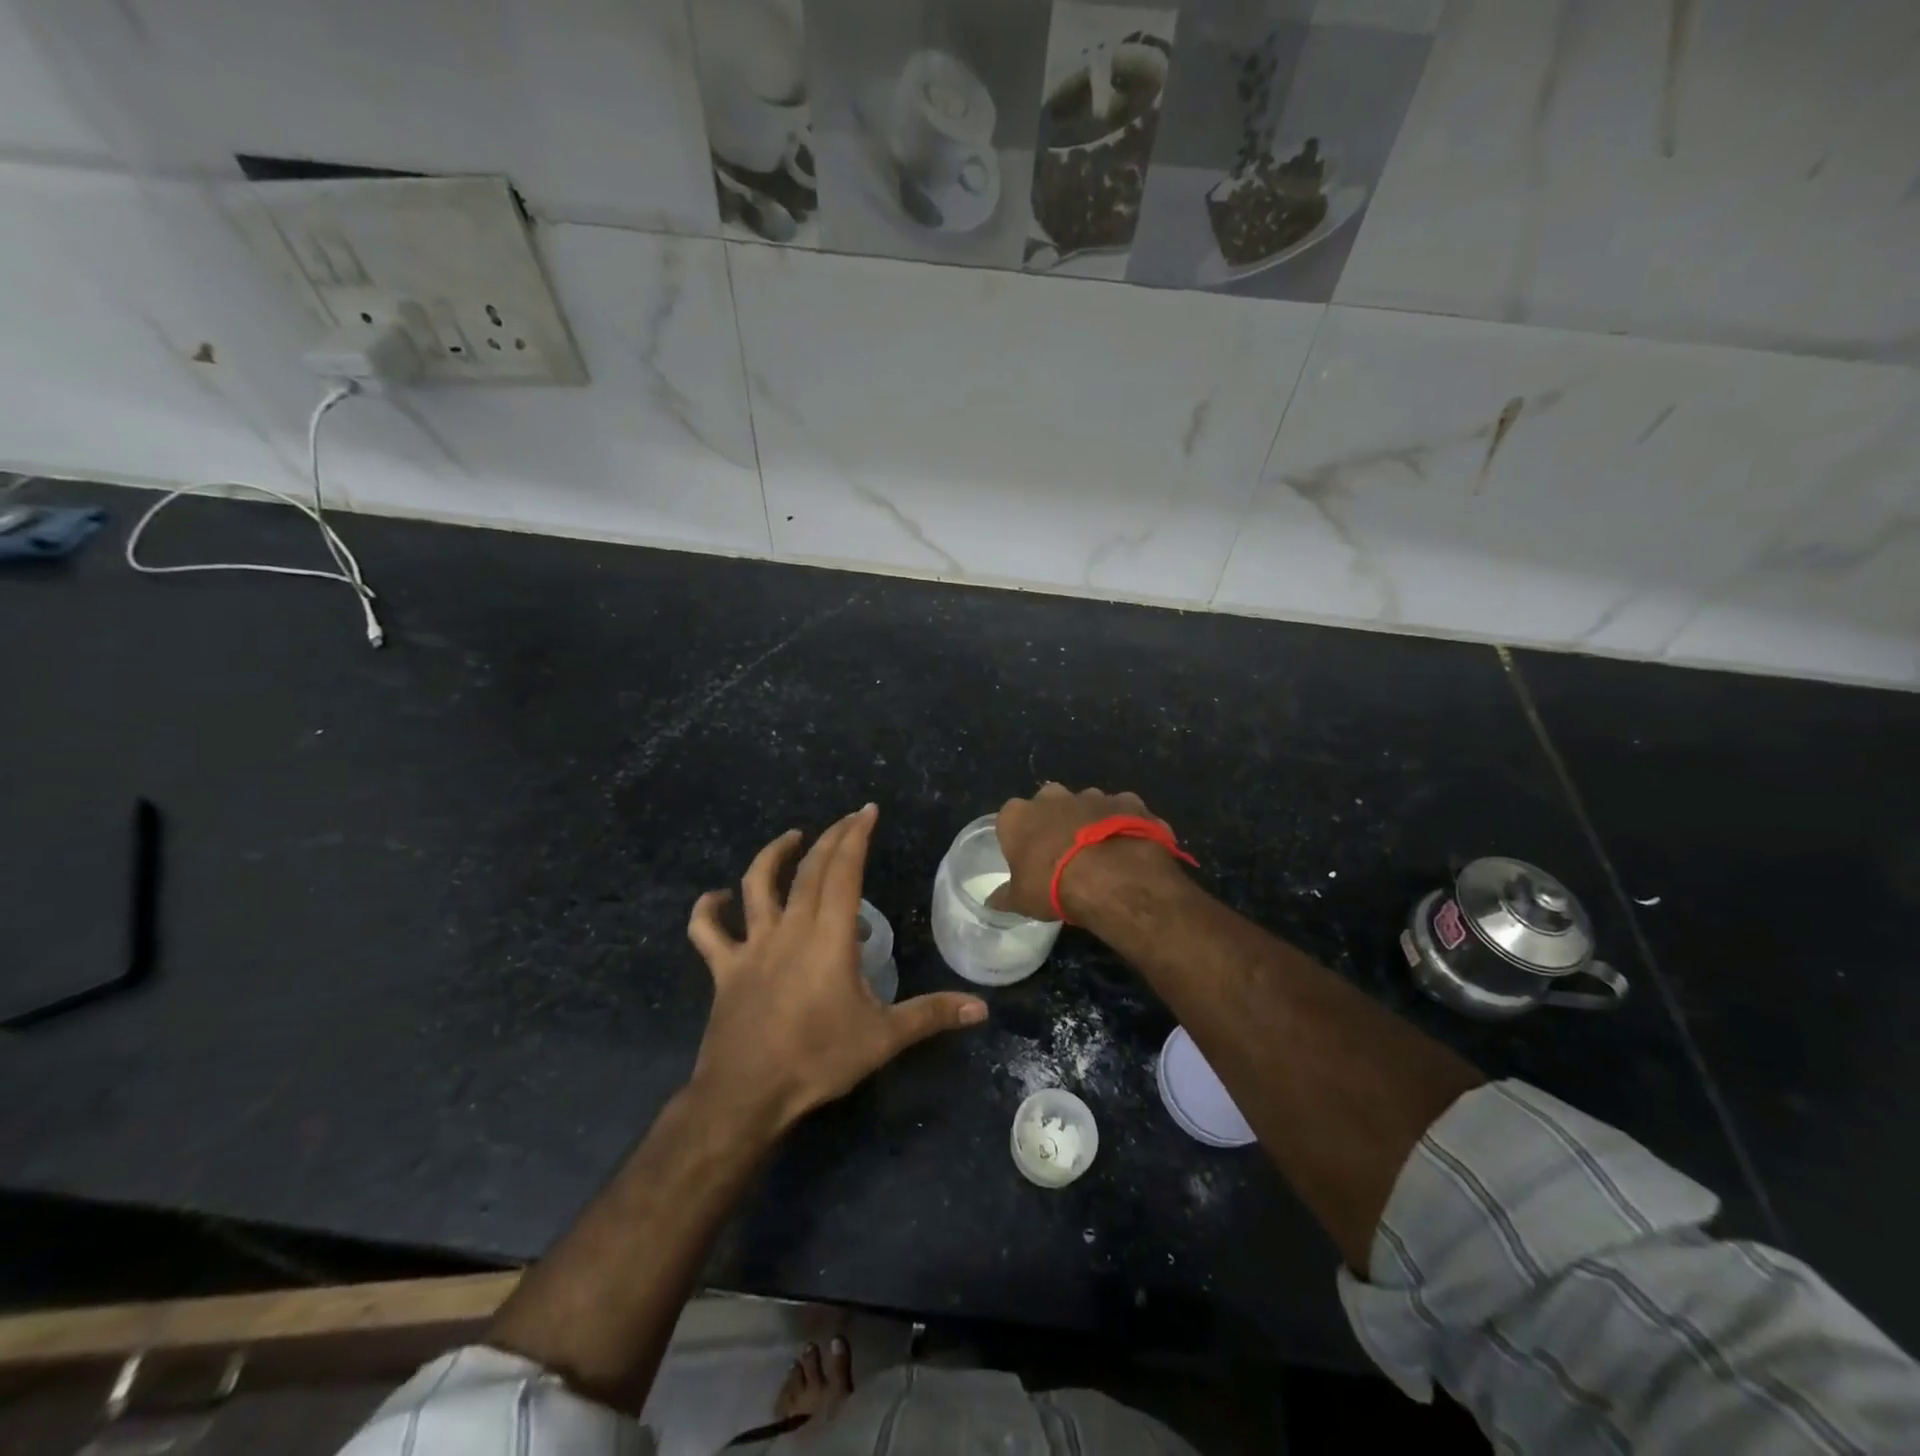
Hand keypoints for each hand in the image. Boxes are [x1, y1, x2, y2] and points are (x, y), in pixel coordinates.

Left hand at [687, 805, 987, 1131]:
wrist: (746, 1094)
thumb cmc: (818, 1059)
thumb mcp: (883, 1038)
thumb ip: (931, 1015)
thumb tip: (981, 1007)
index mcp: (828, 936)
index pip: (844, 871)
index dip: (856, 836)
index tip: (867, 811)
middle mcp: (790, 928)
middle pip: (809, 870)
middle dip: (830, 838)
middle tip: (848, 820)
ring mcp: (752, 946)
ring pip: (757, 885)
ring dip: (772, 856)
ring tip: (791, 838)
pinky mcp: (725, 968)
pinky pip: (708, 932)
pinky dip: (708, 910)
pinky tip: (716, 898)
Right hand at [991, 783, 1184, 920]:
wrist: (1113, 878)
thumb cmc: (1054, 886)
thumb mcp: (1021, 900)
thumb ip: (1005, 896)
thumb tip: (991, 902)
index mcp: (1018, 815)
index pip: (1010, 819)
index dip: (1019, 837)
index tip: (1028, 858)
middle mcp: (1052, 796)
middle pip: (1048, 804)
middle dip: (1054, 822)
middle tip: (1063, 853)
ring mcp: (1091, 795)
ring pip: (1086, 805)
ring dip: (1089, 822)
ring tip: (1099, 854)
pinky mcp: (1126, 801)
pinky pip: (1121, 811)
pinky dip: (1123, 824)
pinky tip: (1128, 848)